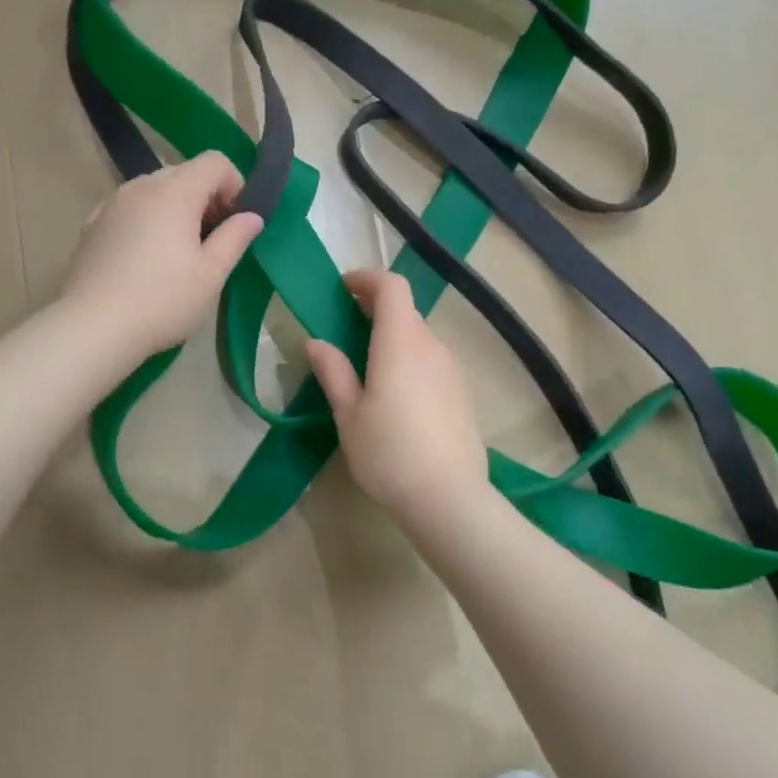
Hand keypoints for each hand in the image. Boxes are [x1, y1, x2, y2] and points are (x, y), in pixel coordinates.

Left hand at [61, 152, 263, 359]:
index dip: (234, 185)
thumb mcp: (211, 274)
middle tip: (212, 240)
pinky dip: (146, 220)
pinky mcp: (92, 225)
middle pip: (184, 172)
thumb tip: (252, 216)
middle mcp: (141, 187)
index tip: (235, 222)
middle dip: (206, 197)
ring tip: (177, 251)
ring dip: (175, 208)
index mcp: (175, 192)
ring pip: (154, 190)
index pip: (214, 161)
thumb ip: (235, 237)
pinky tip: (143, 258)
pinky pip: (129, 208)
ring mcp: (112, 204)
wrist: (92, 327)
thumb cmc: (162, 300)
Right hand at [304, 269, 490, 520]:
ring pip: (419, 336)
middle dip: (375, 308)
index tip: (343, 288)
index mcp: (400, 343)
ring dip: (393, 335)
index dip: (367, 278)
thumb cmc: (388, 454)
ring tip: (367, 362)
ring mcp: (451, 369)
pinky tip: (396, 392)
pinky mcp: (462, 391)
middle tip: (346, 325)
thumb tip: (316, 342)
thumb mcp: (349, 415)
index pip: (392, 287)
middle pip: (405, 310)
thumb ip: (334, 372)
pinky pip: (432, 359)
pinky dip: (410, 357)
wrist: (449, 498)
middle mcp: (431, 346)